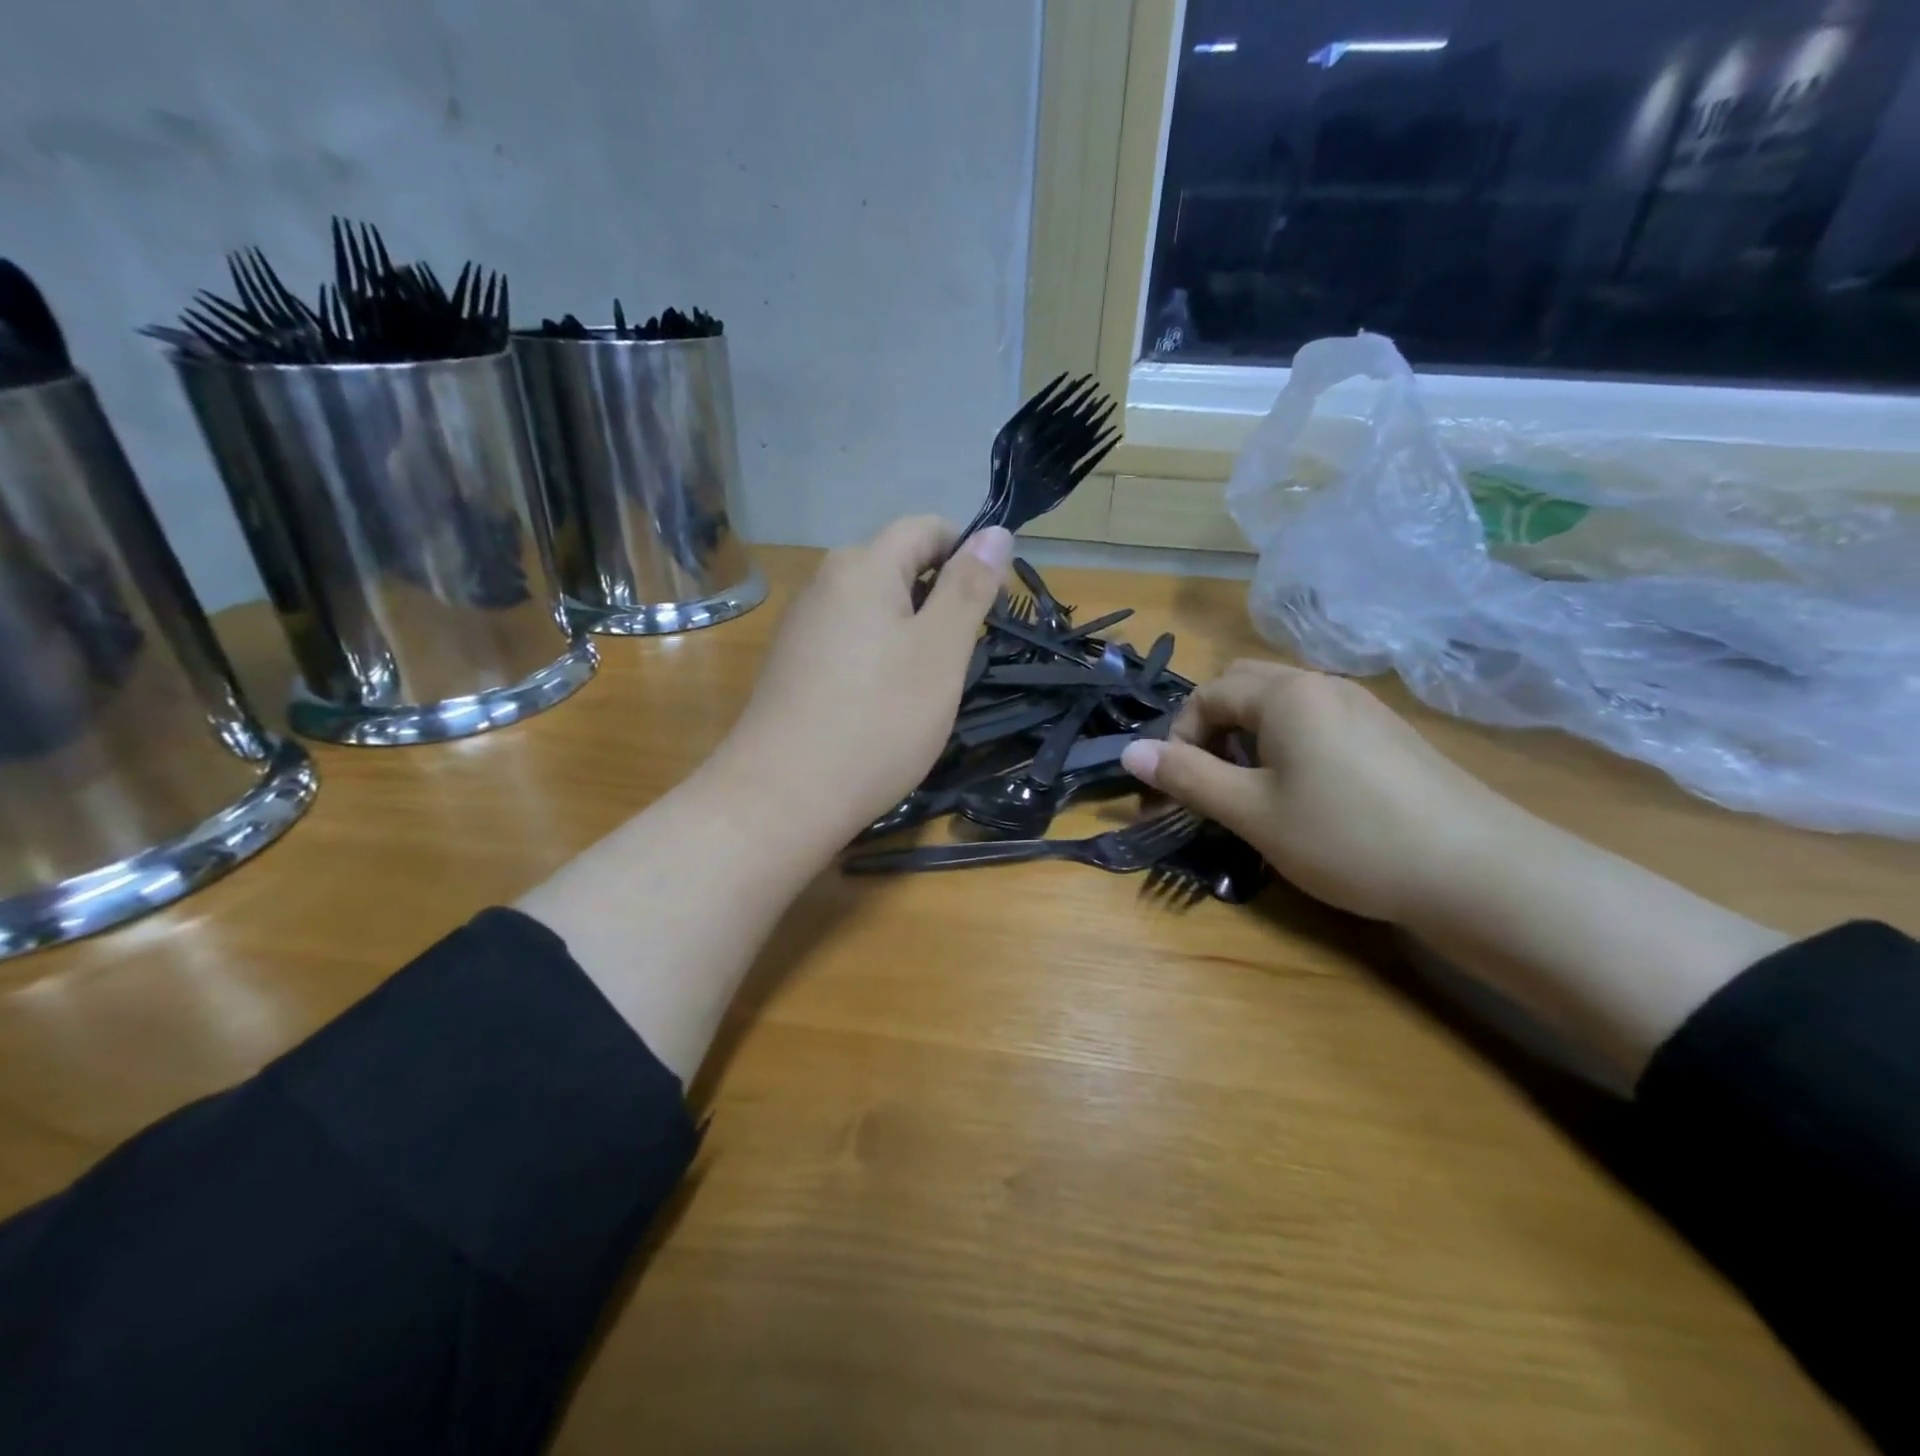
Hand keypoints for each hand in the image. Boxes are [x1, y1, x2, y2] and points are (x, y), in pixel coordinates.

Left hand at [714, 516, 1012, 848]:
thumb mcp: (941, 651)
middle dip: (939, 599)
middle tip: (959, 657)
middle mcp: (824, 582)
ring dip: (910, 633)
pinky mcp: (792, 663)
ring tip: (924, 687)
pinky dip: (877, 658)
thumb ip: (969, 587)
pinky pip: (849, 639)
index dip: (967, 554)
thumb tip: (996, 530)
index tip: (989, 607)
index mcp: (862, 565)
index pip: (926, 527)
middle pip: (897, 565)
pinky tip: (882, 705)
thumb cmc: (878, 720)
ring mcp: (802, 624)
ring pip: (874, 607)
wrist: (783, 796)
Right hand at [1121, 660, 1506, 922]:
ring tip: (1253, 793)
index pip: (1208, 694)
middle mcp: (1324, 685)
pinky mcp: (1389, 735)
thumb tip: (1128, 752)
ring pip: (1284, 706)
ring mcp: (1364, 708)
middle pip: (1245, 687)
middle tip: (1209, 782)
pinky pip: (1319, 723)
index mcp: (1286, 694)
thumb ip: (1187, 778)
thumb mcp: (1253, 813)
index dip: (1179, 738)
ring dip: (1250, 739)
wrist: (1479, 872)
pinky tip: (1306, 796)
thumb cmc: (1348, 837)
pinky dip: (1290, 747)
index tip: (1174, 790)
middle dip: (1212, 730)